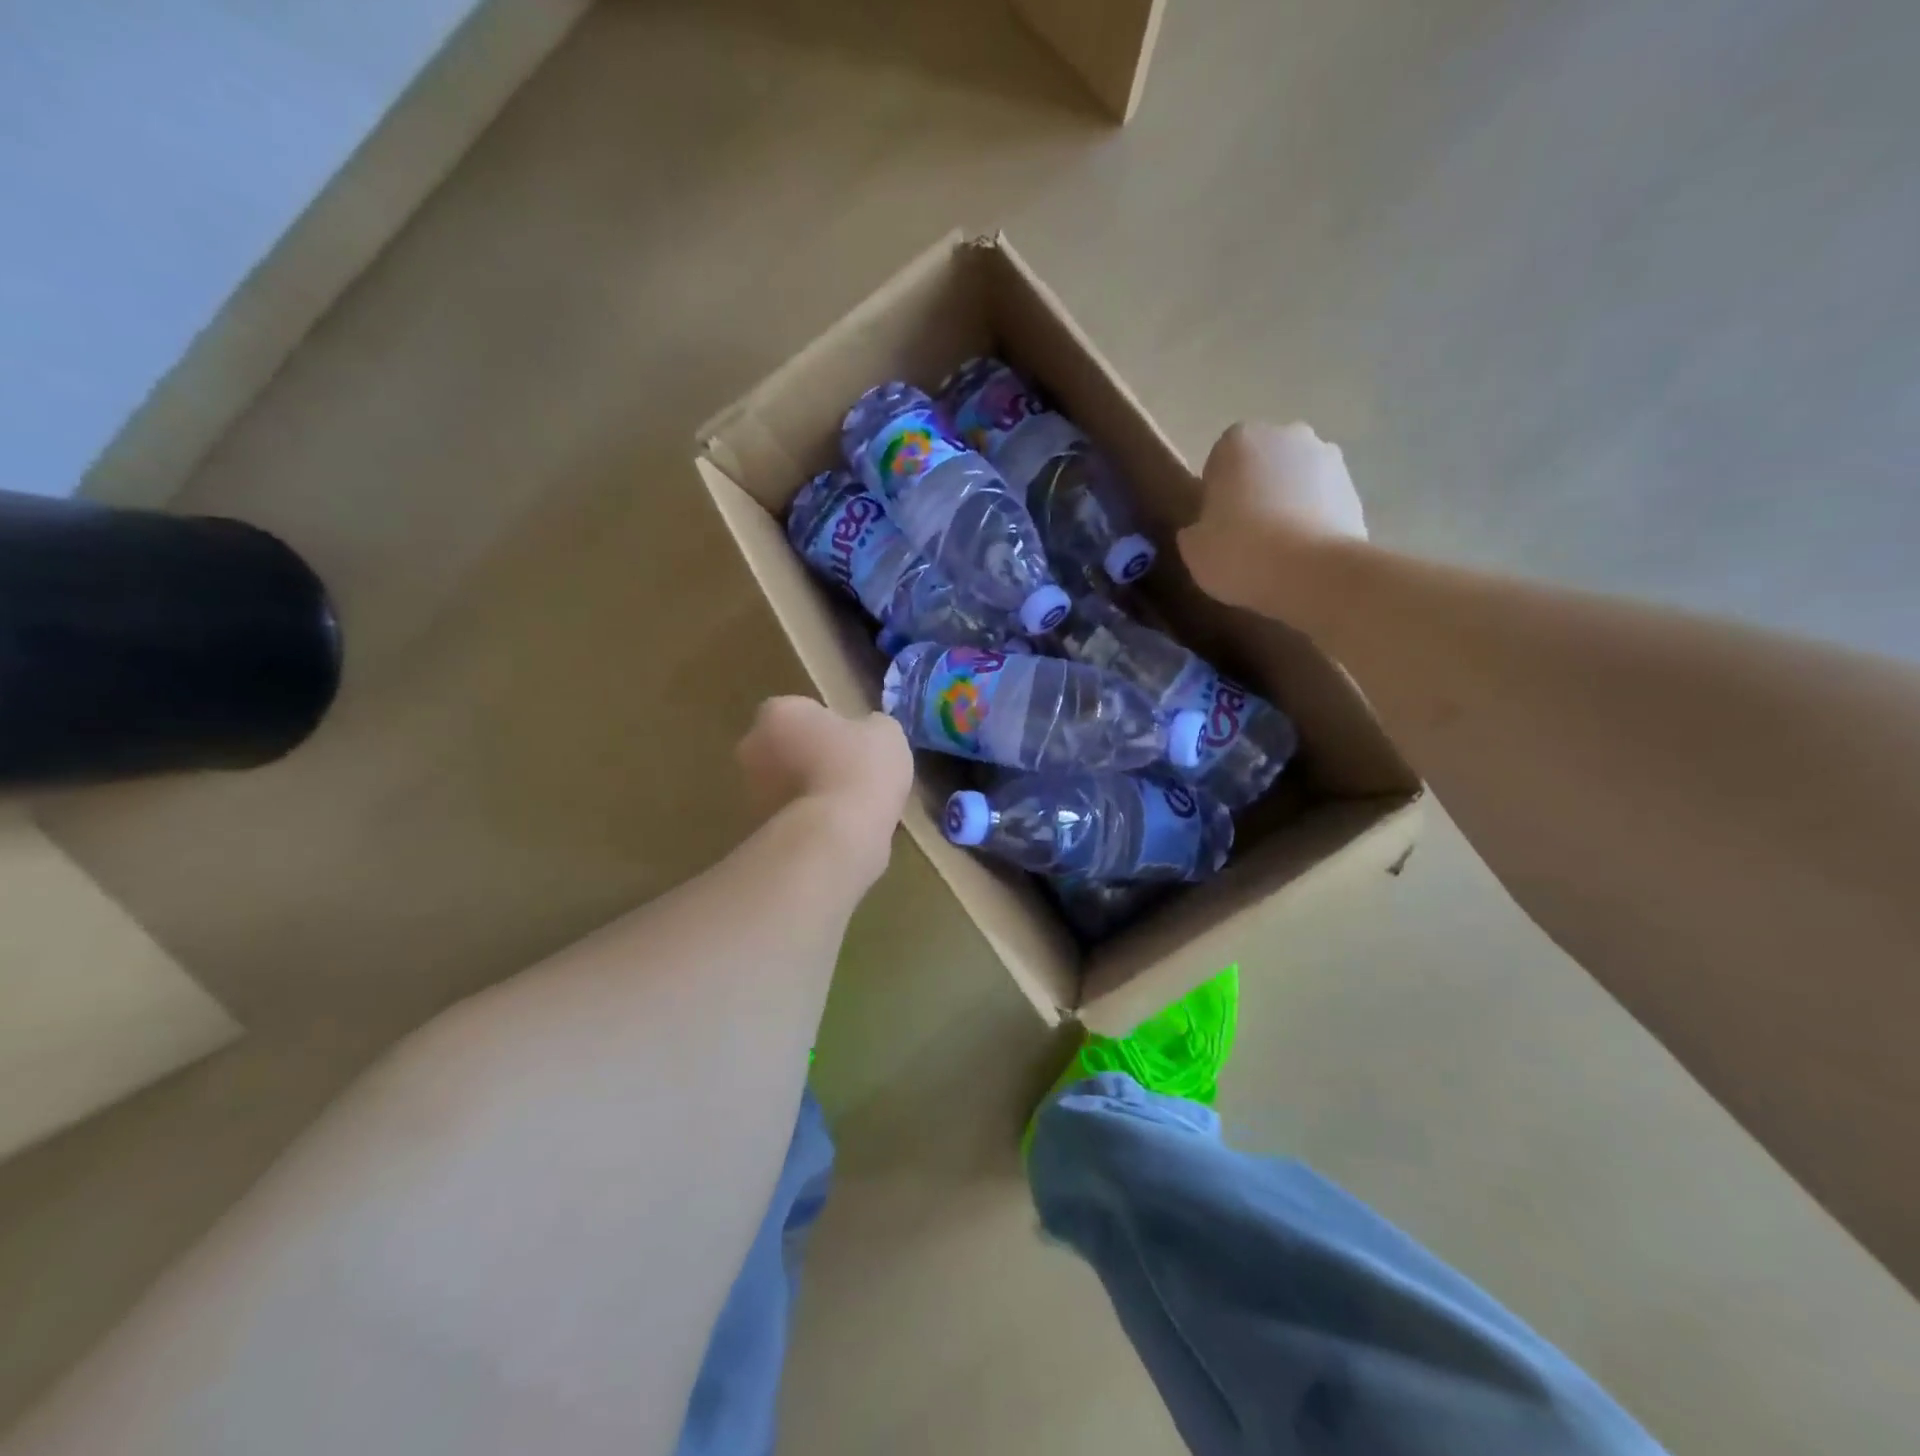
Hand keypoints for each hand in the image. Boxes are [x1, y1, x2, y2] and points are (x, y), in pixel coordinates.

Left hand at [736, 696, 912, 845]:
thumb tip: (868, 732)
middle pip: (785, 746)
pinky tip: (839, 831)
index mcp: (780, 712)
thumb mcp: (886, 733)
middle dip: (810, 757)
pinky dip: (809, 822)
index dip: (828, 726)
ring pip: (785, 784)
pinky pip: (790, 817)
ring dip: (808, 792)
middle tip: (849, 773)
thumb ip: (871, 726)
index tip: (852, 743)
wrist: (837, 834)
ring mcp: (750, 791)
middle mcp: (753, 746)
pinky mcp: (757, 829)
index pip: (801, 710)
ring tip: (849, 808)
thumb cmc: (859, 768)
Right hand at [1179, 422, 1366, 612]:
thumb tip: (1201, 529)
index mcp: (1240, 440)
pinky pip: (1322, 503)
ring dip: (1287, 504)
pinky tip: (1301, 555)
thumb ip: (1194, 530)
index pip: (1220, 461)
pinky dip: (1312, 521)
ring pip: (1296, 481)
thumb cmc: (1239, 551)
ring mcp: (1328, 459)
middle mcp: (1288, 436)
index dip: (1216, 494)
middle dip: (1255, 491)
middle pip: (1263, 464)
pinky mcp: (1355, 490)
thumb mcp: (1193, 548)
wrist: (1312, 573)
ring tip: (1277, 549)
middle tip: (1245, 535)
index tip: (1215, 524)